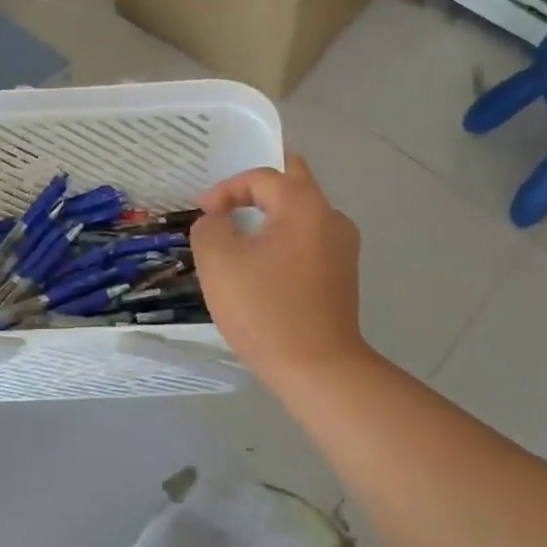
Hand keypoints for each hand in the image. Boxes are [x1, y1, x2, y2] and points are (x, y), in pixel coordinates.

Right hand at [190, 154, 369, 388]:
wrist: (317, 369)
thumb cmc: (265, 310)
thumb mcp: (218, 262)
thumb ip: (210, 228)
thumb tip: (219, 222)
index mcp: (303, 205)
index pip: (261, 177)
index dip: (225, 189)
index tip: (203, 214)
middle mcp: (331, 217)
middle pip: (292, 181)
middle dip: (256, 188)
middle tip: (227, 204)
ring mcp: (343, 247)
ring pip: (302, 213)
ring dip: (271, 215)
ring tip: (241, 236)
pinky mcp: (343, 275)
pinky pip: (309, 240)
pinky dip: (284, 241)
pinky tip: (263, 266)